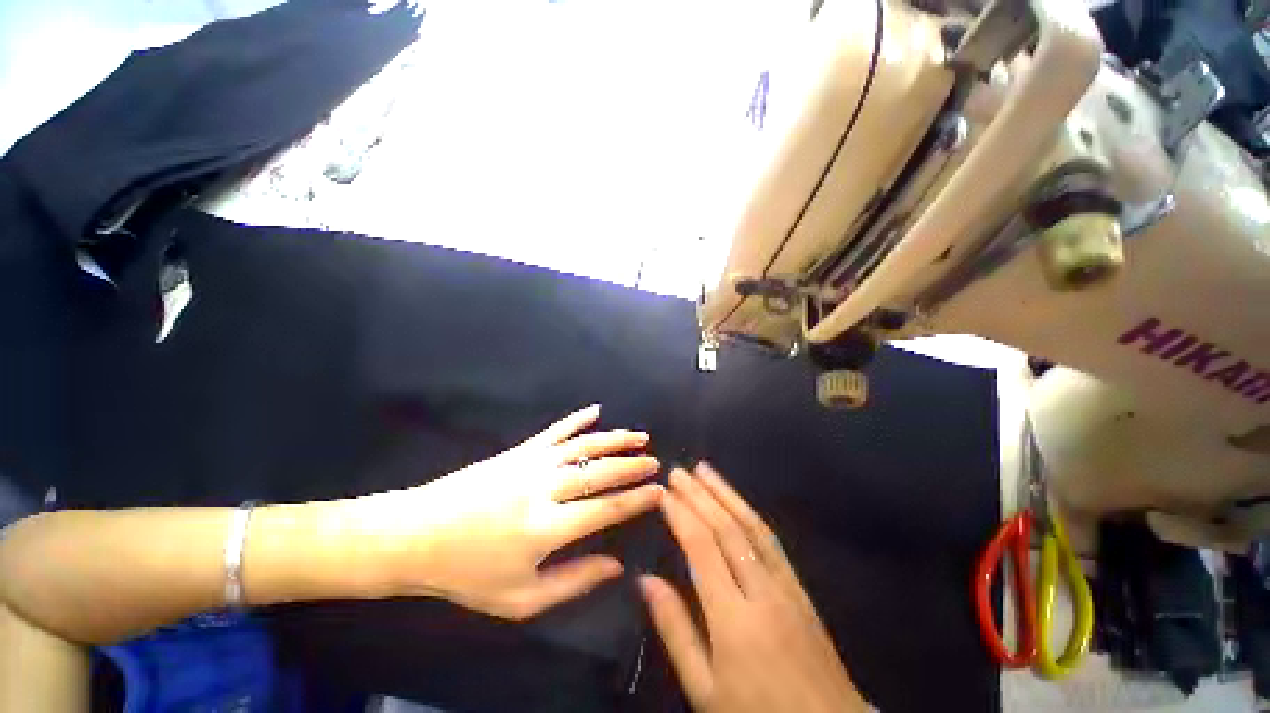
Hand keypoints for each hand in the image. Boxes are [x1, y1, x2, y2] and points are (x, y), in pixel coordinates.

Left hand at [354, 405, 663, 619]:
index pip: (606, 509)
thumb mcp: (518, 599)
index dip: (637, 499)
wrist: (415, 536)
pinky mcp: (519, 450)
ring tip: (639, 436)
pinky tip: (595, 410)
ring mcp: (532, 463)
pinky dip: (578, 419)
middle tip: (656, 462)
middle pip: (600, 471)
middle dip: (633, 466)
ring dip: (615, 439)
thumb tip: (616, 565)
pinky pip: (555, 430)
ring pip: (584, 445)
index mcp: (547, 528)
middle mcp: (545, 488)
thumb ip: (572, 583)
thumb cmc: (466, 574)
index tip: (659, 491)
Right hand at [640, 464, 869, 712]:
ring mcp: (786, 586)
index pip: (701, 548)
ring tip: (704, 470)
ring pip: (752, 526)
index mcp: (733, 619)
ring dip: (726, 493)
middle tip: (678, 472)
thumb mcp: (704, 689)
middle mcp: (761, 591)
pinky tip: (737, 501)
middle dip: (700, 495)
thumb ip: (675, 630)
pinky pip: (771, 540)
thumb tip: (645, 580)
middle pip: (726, 529)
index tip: (662, 492)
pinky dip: (749, 513)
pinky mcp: (800, 588)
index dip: (680, 514)